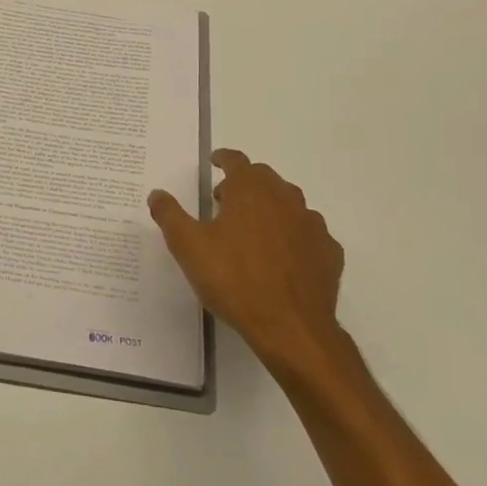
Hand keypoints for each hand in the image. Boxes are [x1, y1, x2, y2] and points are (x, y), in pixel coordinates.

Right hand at [149, 150, 346, 376]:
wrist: (291, 327)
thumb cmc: (234, 279)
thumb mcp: (188, 247)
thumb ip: (170, 215)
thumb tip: (157, 193)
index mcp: (250, 189)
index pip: (236, 160)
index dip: (223, 158)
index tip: (214, 162)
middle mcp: (284, 197)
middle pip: (264, 178)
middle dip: (244, 183)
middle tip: (224, 201)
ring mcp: (312, 224)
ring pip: (289, 203)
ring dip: (270, 208)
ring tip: (252, 229)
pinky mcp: (329, 251)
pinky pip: (308, 233)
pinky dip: (293, 236)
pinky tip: (283, 256)